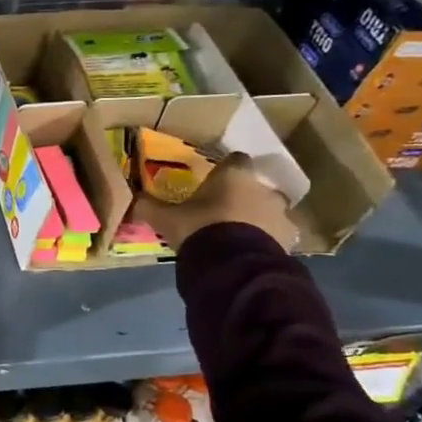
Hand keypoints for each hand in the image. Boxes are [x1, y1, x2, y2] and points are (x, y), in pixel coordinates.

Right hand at [137, 153, 298, 253]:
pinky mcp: (290, 238)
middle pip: (256, 185)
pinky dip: (268, 239)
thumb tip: (132, 199)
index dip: (226, 169)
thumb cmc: (199, 228)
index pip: (236, 159)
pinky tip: (252, 251)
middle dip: (244, 195)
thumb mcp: (165, 218)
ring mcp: (280, 213)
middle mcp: (262, 187)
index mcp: (234, 175)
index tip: (215, 180)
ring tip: (240, 234)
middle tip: (224, 210)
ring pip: (270, 210)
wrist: (232, 263)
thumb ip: (149, 206)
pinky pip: (279, 234)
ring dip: (259, 217)